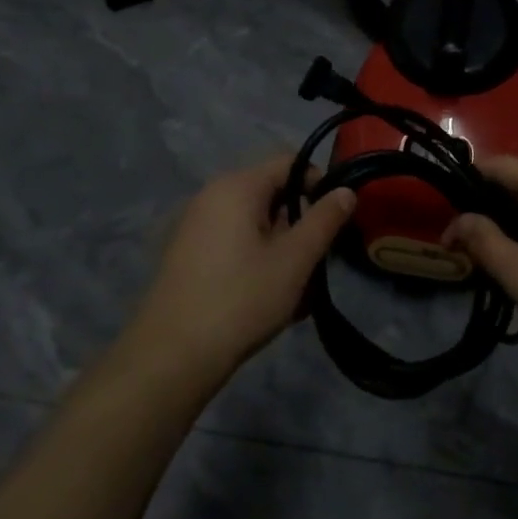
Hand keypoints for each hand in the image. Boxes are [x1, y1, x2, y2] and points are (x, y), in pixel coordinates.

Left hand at [135, 156, 356, 380]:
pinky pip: (233, 242)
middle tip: (316, 262)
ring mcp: (195, 225)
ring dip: (280, 248)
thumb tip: (346, 190)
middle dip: (299, 224)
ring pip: (254, 223)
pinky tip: (265, 298)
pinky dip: (255, 260)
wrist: (171, 356)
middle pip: (271, 193)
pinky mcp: (187, 254)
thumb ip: (324, 220)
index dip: (318, 183)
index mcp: (237, 186)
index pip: (289, 162)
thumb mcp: (295, 260)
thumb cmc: (241, 299)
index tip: (333, 220)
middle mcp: (212, 195)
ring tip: (295, 290)